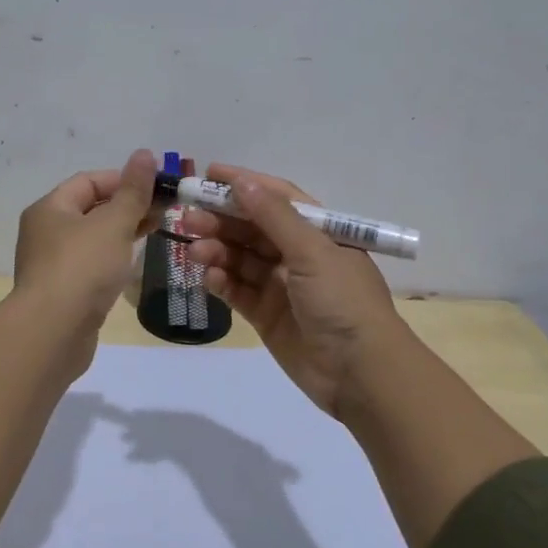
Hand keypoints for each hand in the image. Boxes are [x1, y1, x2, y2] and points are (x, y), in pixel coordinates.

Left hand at [11, 149, 159, 342]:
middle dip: (128, 206)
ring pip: (92, 238)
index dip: (124, 179)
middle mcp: (45, 232)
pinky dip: (112, 258)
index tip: (158, 186)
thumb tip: (145, 154)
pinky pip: (91, 264)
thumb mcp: (113, 224)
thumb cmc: (82, 268)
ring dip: (123, 232)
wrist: (53, 332)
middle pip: (90, 208)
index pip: (89, 181)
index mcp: (50, 208)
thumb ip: (133, 191)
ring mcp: (52, 264)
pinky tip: (132, 263)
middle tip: (165, 209)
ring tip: (157, 231)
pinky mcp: (63, 292)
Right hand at [183, 163, 406, 419]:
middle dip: (221, 220)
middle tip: (188, 218)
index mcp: (319, 232)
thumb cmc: (342, 301)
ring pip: (240, 259)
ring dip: (216, 251)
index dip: (244, 184)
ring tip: (194, 251)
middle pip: (252, 228)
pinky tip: (209, 278)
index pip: (277, 198)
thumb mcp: (312, 251)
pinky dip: (221, 282)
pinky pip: (238, 290)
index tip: (209, 174)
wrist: (360, 373)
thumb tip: (242, 181)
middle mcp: (299, 254)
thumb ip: (274, 217)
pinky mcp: (267, 315)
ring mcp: (281, 286)